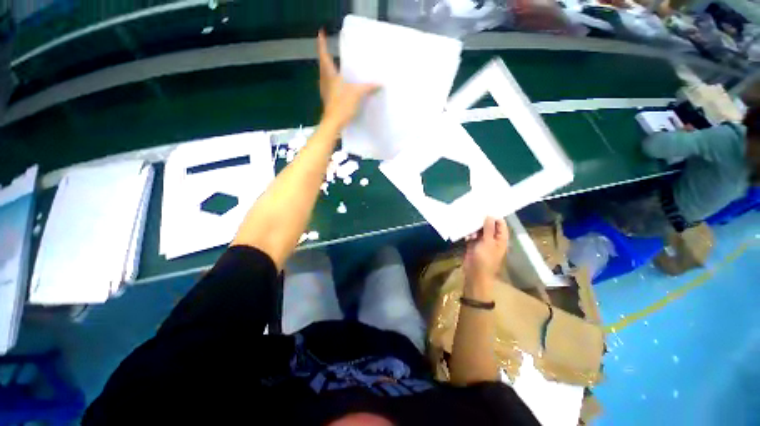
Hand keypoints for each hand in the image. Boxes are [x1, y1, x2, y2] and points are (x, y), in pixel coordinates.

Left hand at [317, 30, 378, 129]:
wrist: (333, 124)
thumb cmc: (342, 105)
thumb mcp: (357, 94)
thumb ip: (368, 87)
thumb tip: (380, 83)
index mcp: (330, 75)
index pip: (325, 56)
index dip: (322, 44)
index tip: (321, 33)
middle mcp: (325, 81)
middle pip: (322, 65)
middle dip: (324, 56)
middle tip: (327, 49)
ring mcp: (325, 92)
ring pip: (324, 76)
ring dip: (327, 69)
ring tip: (333, 65)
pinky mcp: (328, 100)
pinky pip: (328, 86)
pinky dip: (331, 81)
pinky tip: (337, 85)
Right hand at [463, 217, 508, 296]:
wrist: (475, 274)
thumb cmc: (485, 259)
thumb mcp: (487, 242)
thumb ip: (488, 229)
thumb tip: (490, 215)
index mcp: (500, 239)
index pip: (500, 224)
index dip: (494, 216)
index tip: (485, 208)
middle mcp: (492, 239)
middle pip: (488, 226)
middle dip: (482, 220)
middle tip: (474, 210)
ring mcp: (482, 242)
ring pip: (478, 230)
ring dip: (473, 226)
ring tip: (467, 220)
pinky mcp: (473, 245)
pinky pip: (471, 235)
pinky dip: (468, 233)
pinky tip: (464, 229)